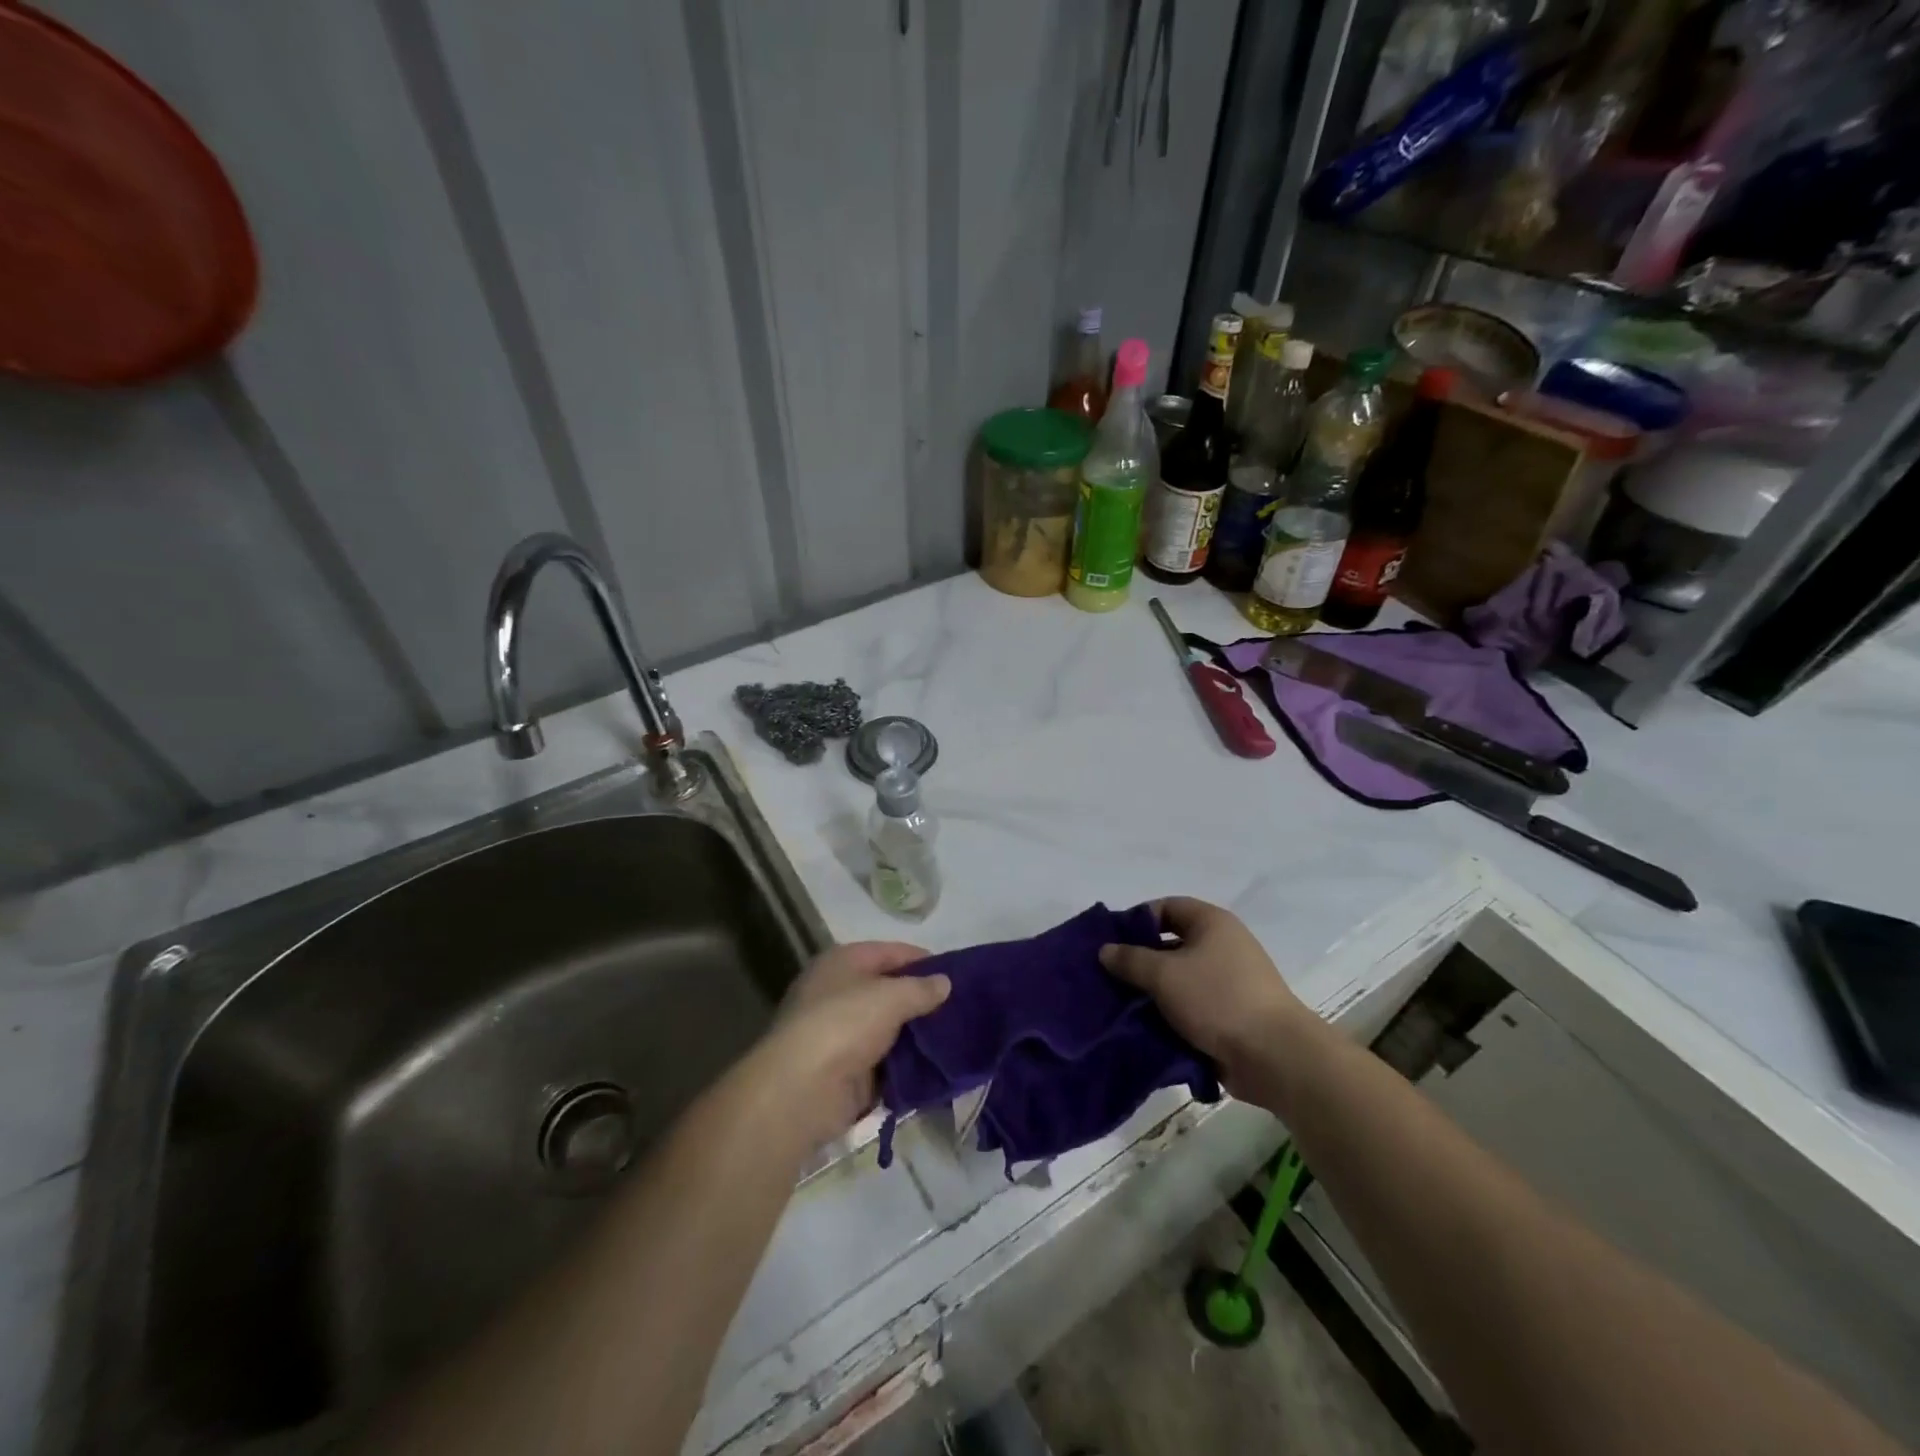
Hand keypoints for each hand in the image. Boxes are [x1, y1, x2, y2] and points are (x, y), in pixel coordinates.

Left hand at [748, 942, 950, 1149]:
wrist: (801, 1090)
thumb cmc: (844, 1024)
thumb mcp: (890, 997)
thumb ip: (921, 988)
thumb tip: (944, 982)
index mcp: (842, 962)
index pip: (890, 952)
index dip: (923, 960)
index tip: (957, 974)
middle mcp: (838, 993)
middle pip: (889, 991)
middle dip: (921, 1000)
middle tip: (961, 1009)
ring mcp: (841, 1035)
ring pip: (889, 1029)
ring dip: (916, 1036)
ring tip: (956, 1038)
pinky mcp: (846, 1072)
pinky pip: (885, 1064)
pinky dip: (906, 1066)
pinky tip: (937, 1067)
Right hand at [1099, 898, 1310, 1097]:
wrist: (1274, 1057)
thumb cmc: (1217, 999)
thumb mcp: (1164, 974)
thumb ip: (1130, 959)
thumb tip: (1105, 950)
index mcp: (1212, 923)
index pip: (1167, 907)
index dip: (1137, 920)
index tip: (1110, 942)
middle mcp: (1222, 946)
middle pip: (1170, 945)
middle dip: (1139, 961)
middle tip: (1108, 977)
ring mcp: (1228, 983)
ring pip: (1178, 980)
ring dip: (1151, 993)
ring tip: (1119, 1006)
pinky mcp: (1229, 1016)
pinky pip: (1190, 1008)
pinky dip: (1169, 1015)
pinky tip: (1143, 1028)